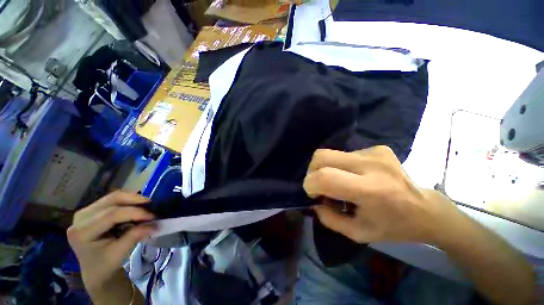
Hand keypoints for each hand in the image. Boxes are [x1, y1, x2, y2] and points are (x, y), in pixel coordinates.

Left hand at [67, 191, 155, 292]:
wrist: (93, 270)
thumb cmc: (104, 265)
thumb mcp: (119, 254)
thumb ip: (134, 236)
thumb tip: (155, 224)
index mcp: (82, 232)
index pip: (112, 215)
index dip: (135, 212)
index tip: (153, 217)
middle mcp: (81, 218)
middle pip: (112, 200)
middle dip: (135, 200)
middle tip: (152, 205)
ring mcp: (85, 212)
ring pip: (114, 197)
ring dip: (132, 199)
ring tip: (146, 206)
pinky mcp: (92, 210)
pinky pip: (113, 200)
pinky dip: (128, 201)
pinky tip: (136, 207)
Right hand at [304, 146, 457, 243]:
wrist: (426, 209)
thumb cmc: (393, 226)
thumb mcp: (358, 233)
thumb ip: (329, 218)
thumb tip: (314, 202)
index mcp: (370, 190)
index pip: (324, 177)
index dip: (310, 184)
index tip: (314, 195)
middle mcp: (371, 164)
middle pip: (321, 156)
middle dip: (312, 171)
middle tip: (320, 185)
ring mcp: (375, 152)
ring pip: (330, 153)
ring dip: (326, 168)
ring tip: (339, 181)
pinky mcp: (377, 148)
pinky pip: (345, 154)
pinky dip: (341, 166)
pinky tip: (354, 176)